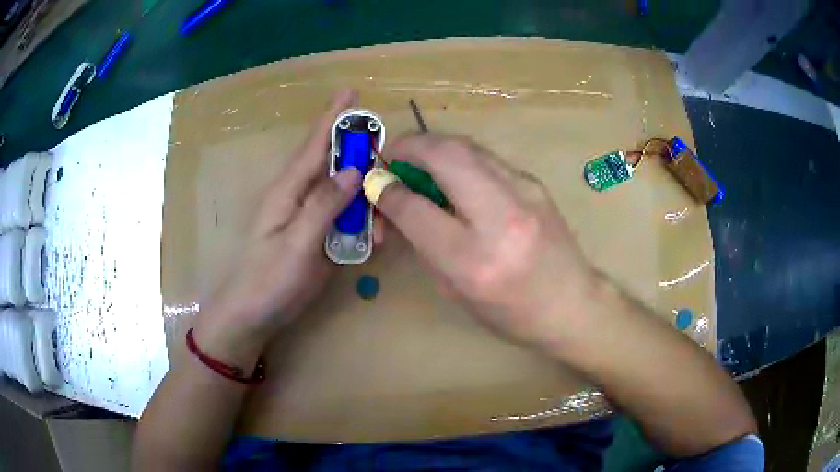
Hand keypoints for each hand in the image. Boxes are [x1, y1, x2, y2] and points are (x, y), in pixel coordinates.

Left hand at [193, 89, 361, 365]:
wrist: (252, 315)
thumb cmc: (268, 281)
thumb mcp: (297, 245)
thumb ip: (323, 206)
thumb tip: (352, 170)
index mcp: (288, 189)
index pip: (314, 144)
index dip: (333, 117)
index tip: (351, 90)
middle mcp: (298, 195)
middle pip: (334, 164)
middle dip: (363, 162)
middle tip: (389, 171)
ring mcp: (308, 216)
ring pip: (344, 193)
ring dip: (367, 204)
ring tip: (382, 232)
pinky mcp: (315, 234)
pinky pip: (344, 217)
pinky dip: (363, 224)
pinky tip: (375, 240)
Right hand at [376, 133, 596, 348]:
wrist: (573, 304)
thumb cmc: (512, 313)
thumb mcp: (456, 291)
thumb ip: (424, 243)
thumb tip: (397, 202)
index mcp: (474, 261)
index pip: (416, 209)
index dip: (387, 190)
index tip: (375, 184)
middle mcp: (500, 219)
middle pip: (445, 156)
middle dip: (409, 145)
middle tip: (392, 155)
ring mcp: (524, 194)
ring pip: (467, 147)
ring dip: (434, 145)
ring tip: (417, 158)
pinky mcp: (534, 183)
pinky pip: (486, 157)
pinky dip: (459, 156)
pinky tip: (452, 172)